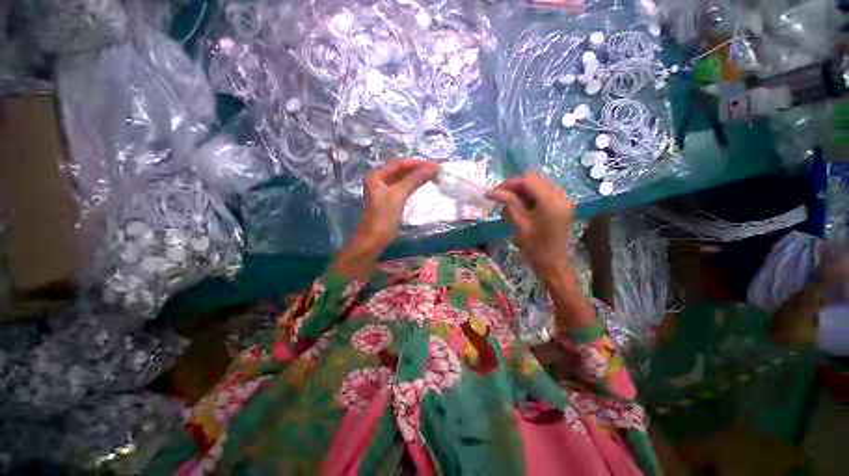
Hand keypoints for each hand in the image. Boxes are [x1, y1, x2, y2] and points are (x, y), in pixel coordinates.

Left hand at [356, 159, 439, 248]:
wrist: (374, 239)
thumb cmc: (384, 217)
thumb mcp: (398, 195)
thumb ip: (414, 180)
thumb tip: (432, 167)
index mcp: (377, 175)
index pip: (400, 164)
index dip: (417, 163)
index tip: (434, 164)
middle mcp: (379, 180)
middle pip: (401, 170)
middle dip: (418, 169)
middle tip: (436, 170)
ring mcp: (384, 190)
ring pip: (403, 179)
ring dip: (417, 177)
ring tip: (433, 175)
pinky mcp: (390, 200)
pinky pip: (403, 188)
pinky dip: (413, 185)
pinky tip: (423, 184)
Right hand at [486, 174, 575, 277]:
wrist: (554, 264)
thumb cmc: (535, 247)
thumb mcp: (520, 223)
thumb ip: (508, 203)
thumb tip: (490, 191)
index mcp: (551, 201)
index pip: (528, 181)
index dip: (509, 183)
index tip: (494, 191)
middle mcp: (561, 195)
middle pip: (534, 179)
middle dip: (515, 185)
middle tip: (500, 196)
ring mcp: (564, 199)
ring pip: (539, 184)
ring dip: (522, 190)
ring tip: (508, 202)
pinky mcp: (562, 204)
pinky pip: (544, 191)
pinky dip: (530, 195)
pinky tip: (520, 205)